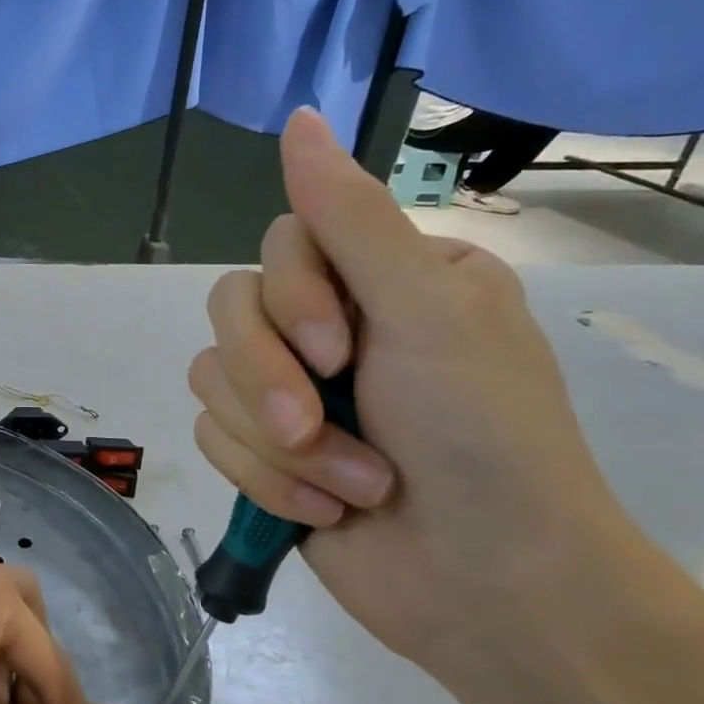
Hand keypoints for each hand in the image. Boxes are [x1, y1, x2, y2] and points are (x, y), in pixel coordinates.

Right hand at [188, 108, 632, 679]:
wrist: (488, 585)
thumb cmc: (482, 437)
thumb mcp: (425, 313)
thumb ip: (350, 220)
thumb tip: (297, 118)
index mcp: (386, 280)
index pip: (283, 246)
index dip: (291, 300)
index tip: (340, 353)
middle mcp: (333, 329)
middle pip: (231, 314)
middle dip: (270, 381)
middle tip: (319, 424)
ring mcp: (292, 395)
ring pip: (215, 381)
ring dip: (277, 445)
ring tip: (349, 486)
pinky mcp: (263, 455)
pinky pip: (215, 439)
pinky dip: (268, 481)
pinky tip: (327, 510)